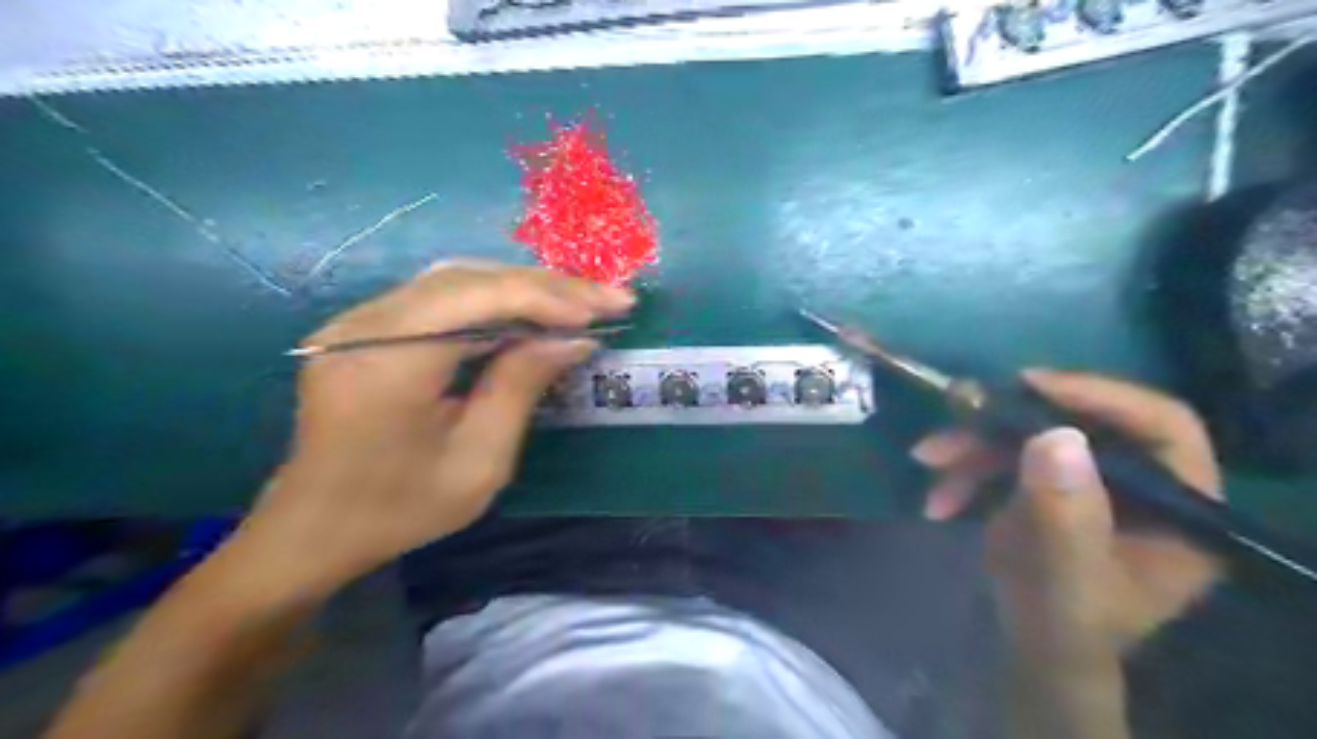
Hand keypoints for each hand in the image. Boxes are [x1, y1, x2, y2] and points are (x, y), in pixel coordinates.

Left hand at [230, 261, 631, 598]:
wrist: (314, 528)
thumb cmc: (400, 508)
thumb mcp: (479, 460)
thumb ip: (522, 386)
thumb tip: (574, 338)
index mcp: (386, 362)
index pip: (477, 298)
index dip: (548, 297)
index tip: (606, 310)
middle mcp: (363, 324)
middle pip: (469, 277)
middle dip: (546, 286)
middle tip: (607, 299)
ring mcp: (357, 319)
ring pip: (457, 278)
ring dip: (524, 288)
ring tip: (580, 303)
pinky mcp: (365, 326)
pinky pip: (441, 296)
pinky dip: (495, 299)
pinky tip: (532, 311)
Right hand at [919, 374, 1225, 655]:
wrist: (1032, 649)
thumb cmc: (1064, 626)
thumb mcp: (1066, 578)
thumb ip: (1065, 516)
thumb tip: (1055, 435)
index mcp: (1181, 507)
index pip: (1160, 426)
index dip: (1099, 396)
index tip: (1030, 385)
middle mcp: (1141, 483)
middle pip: (1080, 422)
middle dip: (1009, 421)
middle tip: (958, 409)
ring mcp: (1088, 482)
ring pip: (1031, 436)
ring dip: (972, 445)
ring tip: (927, 456)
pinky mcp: (1047, 485)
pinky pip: (1003, 457)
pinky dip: (964, 470)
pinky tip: (938, 498)